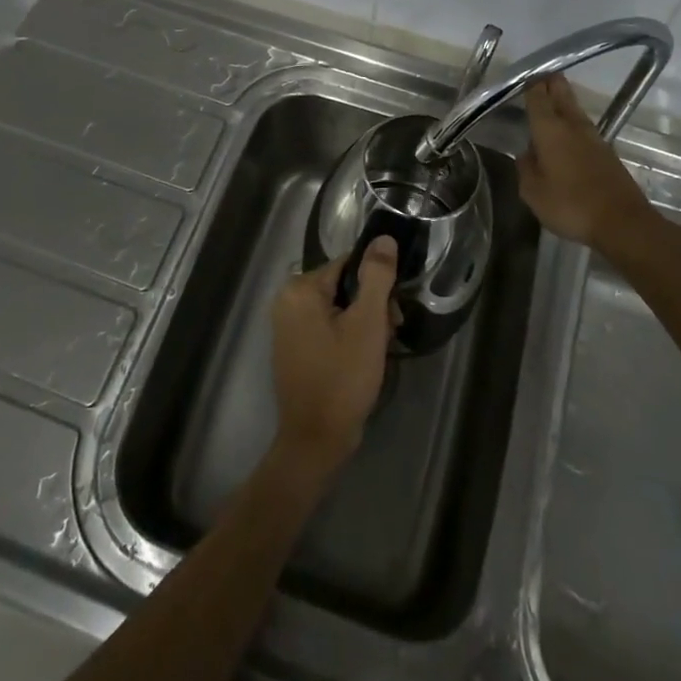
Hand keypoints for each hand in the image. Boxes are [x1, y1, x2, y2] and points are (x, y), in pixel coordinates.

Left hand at [270, 237, 398, 471]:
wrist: (316, 441)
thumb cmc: (342, 378)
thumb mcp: (367, 324)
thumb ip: (376, 277)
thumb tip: (384, 239)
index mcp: (300, 289)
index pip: (349, 264)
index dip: (377, 283)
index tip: (393, 311)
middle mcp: (287, 300)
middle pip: (343, 286)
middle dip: (371, 307)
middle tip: (389, 334)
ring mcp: (288, 326)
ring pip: (339, 308)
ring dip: (364, 324)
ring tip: (378, 351)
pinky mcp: (295, 347)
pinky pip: (328, 327)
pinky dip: (348, 337)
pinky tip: (363, 359)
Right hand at [519, 75, 650, 249]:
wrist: (622, 222)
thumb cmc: (571, 204)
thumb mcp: (533, 192)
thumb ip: (525, 167)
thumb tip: (527, 153)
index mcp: (549, 129)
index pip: (537, 95)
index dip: (529, 83)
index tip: (521, 78)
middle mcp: (572, 124)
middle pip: (561, 91)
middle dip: (549, 82)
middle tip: (536, 79)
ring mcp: (593, 136)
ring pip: (573, 107)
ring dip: (561, 101)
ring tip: (547, 104)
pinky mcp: (606, 150)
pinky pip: (583, 126)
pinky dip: (571, 122)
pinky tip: (564, 134)